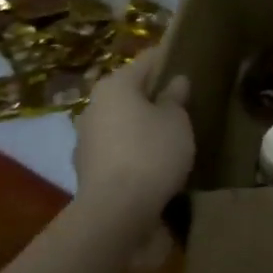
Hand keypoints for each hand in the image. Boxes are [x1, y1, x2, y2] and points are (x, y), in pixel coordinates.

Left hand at [74, 49, 193, 224]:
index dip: (168, 60)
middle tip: (182, 103)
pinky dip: (131, 150)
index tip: (187, 63)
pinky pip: (115, 148)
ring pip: (120, 121)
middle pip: (130, 91)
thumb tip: (175, 82)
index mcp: (115, 85)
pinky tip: (151, 162)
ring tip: (169, 135)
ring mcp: (85, 138)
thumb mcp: (176, 121)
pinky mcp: (85, 168)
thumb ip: (175, 98)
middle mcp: (93, 105)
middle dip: (153, 96)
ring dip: (141, 125)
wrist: (114, 212)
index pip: (147, 60)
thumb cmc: (151, 153)